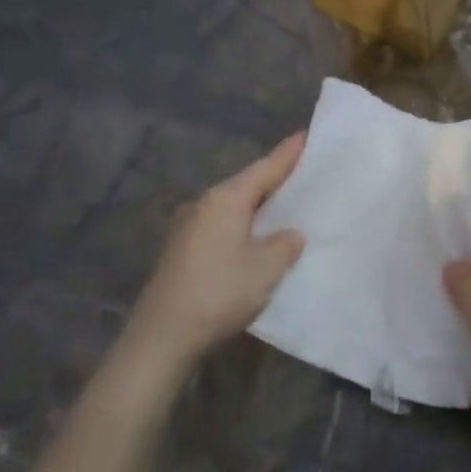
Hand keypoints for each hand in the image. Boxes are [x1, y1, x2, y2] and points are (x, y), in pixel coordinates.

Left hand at [128, 134, 305, 362]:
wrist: (162, 337)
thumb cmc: (219, 293)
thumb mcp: (266, 268)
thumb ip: (285, 244)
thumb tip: (290, 233)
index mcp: (225, 200)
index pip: (265, 168)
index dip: (289, 154)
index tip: (308, 134)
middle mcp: (204, 205)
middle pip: (247, 184)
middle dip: (275, 178)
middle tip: (306, 171)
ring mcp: (188, 228)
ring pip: (233, 206)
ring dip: (259, 205)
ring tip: (287, 204)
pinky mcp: (182, 250)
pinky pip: (222, 225)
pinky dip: (244, 224)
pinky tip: (257, 236)